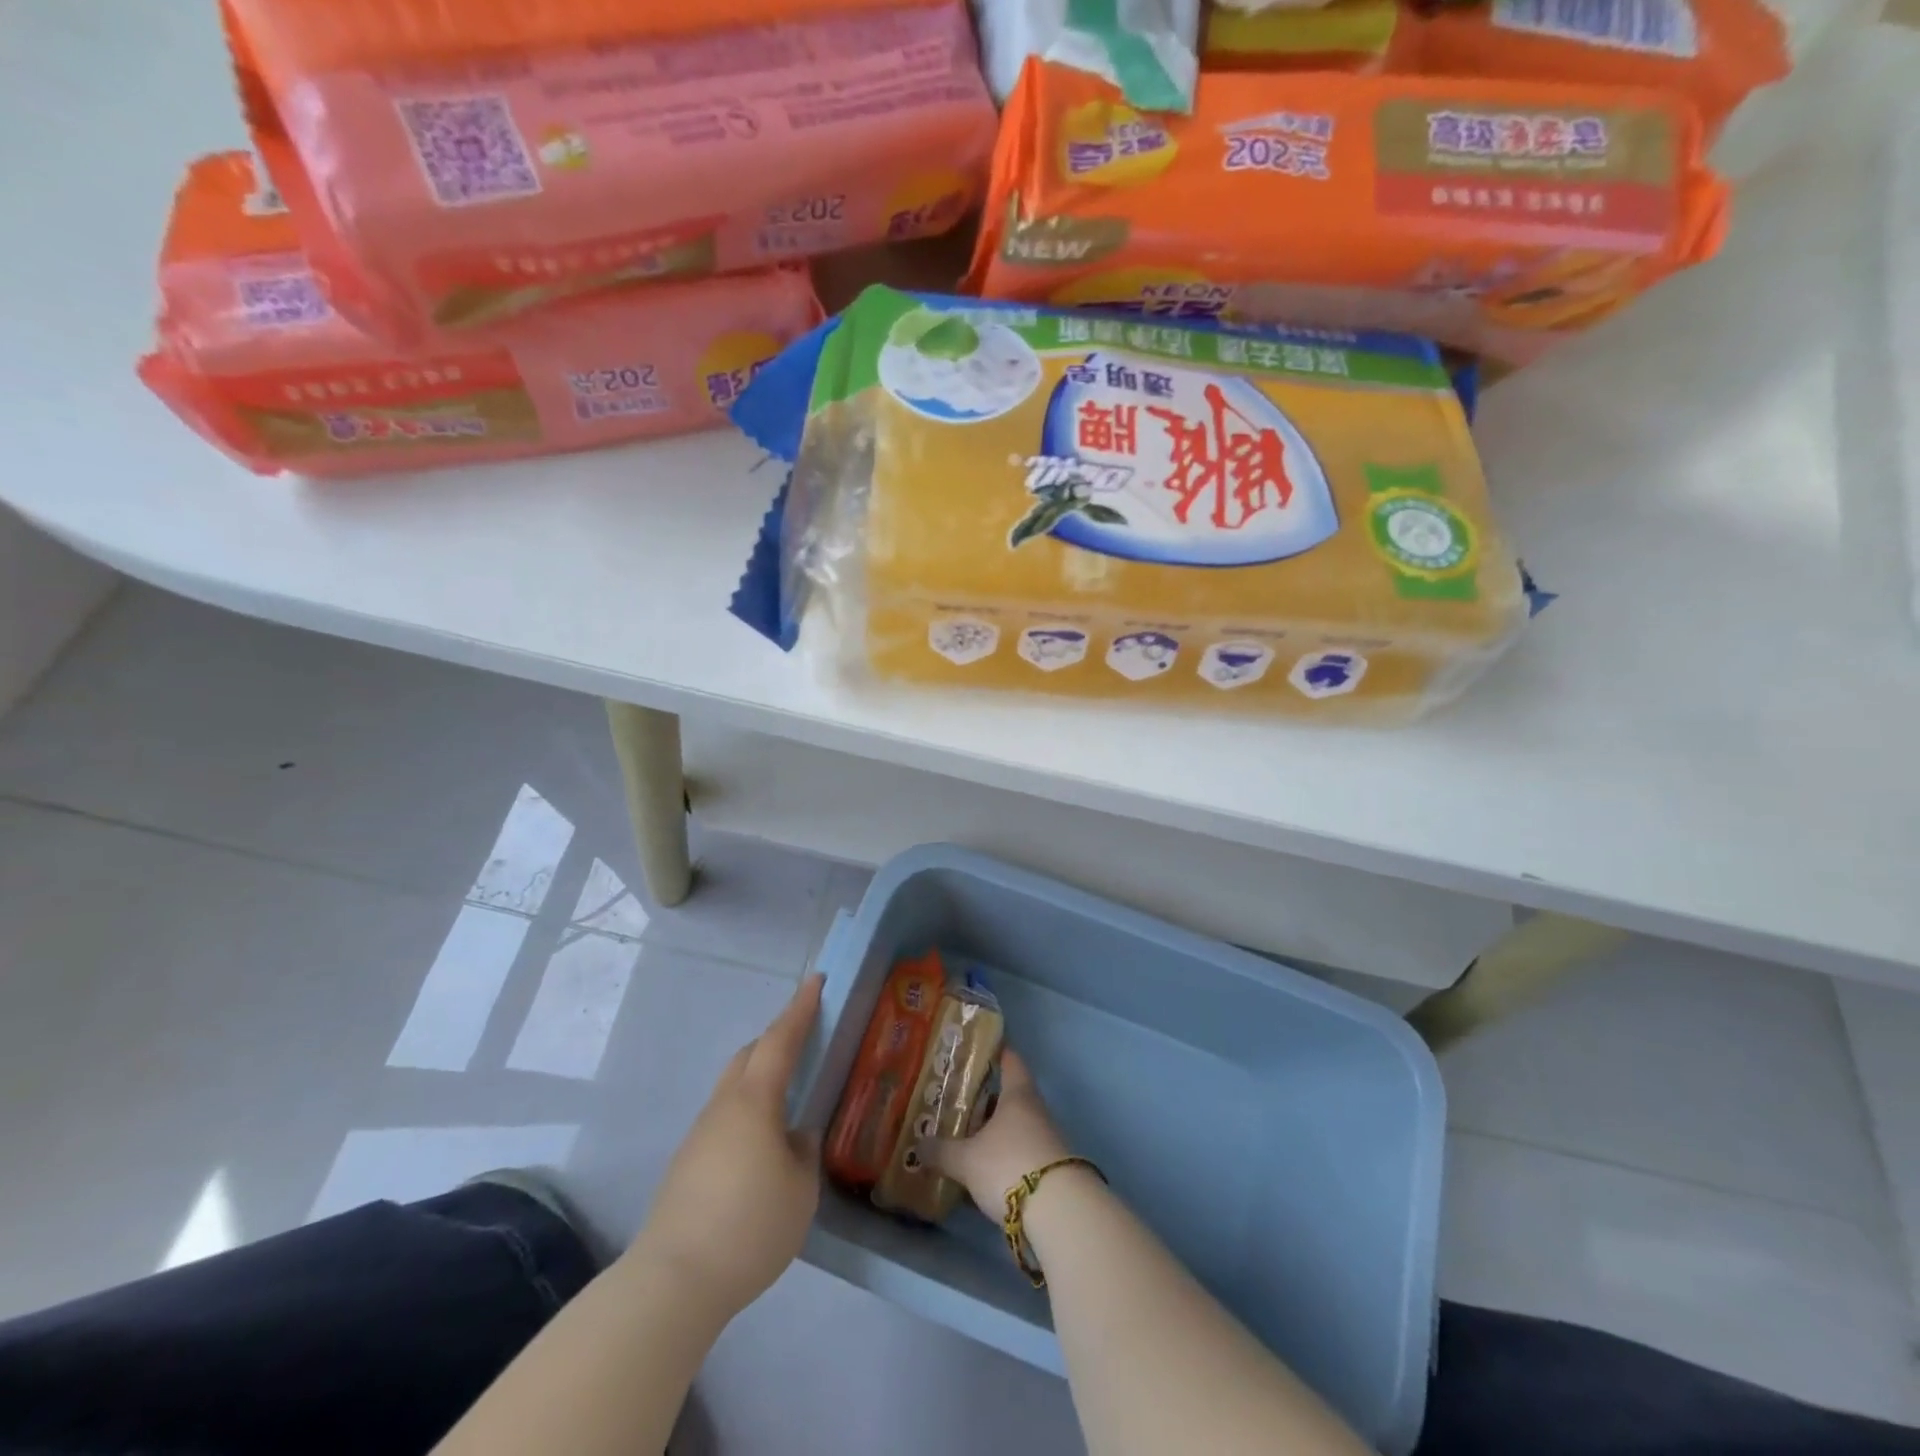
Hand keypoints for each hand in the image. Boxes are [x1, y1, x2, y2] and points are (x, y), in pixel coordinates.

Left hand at [631, 974, 822, 1318]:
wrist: (672, 1281)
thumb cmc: (748, 1226)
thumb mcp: (800, 1190)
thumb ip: (803, 1152)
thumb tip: (793, 1138)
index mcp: (754, 1101)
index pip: (781, 1040)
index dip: (801, 1008)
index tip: (816, 981)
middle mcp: (723, 1106)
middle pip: (750, 1055)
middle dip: (777, 1038)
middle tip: (806, 1038)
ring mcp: (700, 1134)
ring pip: (734, 1087)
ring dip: (761, 1076)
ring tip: (788, 1095)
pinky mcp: (686, 1164)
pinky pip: (724, 1117)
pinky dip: (748, 1110)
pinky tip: (761, 1144)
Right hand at [927, 1050, 1072, 1215]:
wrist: (1059, 1213)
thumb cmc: (1009, 1165)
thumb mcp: (967, 1160)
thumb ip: (941, 1151)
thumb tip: (918, 1145)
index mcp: (1018, 1095)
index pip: (1010, 1061)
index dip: (995, 1053)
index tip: (978, 1050)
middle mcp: (1035, 1111)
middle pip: (1009, 1098)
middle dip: (984, 1102)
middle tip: (955, 1104)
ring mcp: (1046, 1141)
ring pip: (1013, 1128)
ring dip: (992, 1133)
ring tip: (962, 1141)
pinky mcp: (1049, 1170)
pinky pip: (1019, 1155)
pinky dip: (1001, 1159)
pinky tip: (980, 1173)